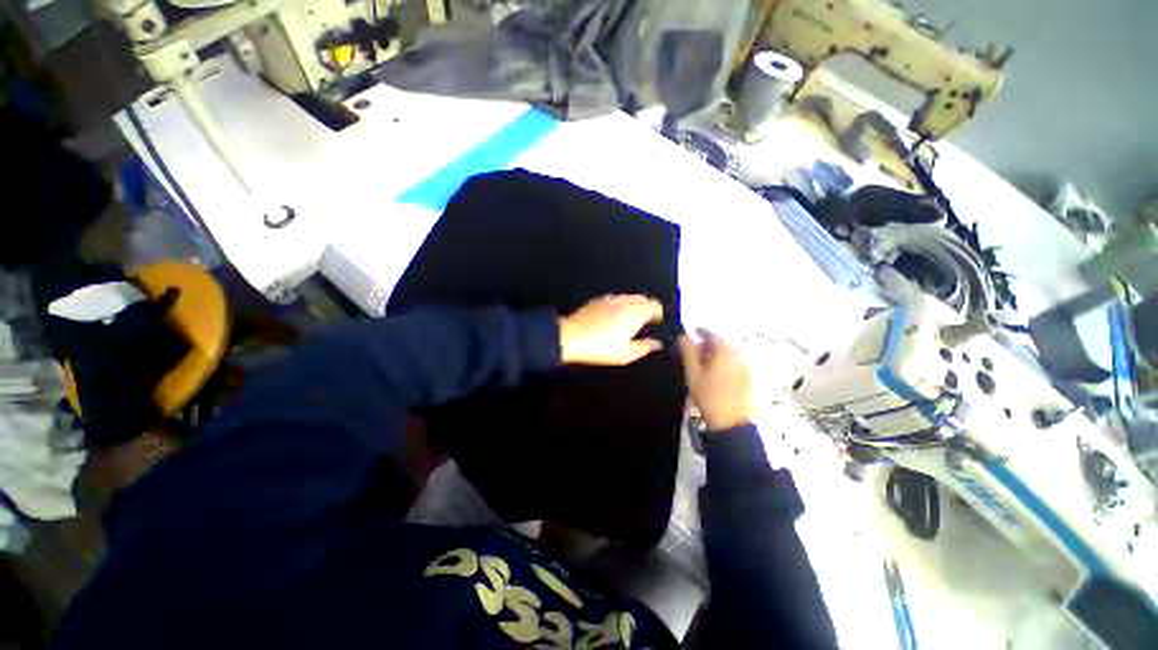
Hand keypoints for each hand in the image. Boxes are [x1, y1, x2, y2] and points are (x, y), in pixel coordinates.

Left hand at [559, 295, 663, 365]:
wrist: (571, 337)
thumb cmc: (601, 347)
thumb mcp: (625, 354)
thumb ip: (644, 347)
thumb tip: (656, 343)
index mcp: (635, 313)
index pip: (654, 305)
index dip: (658, 313)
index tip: (655, 323)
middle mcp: (624, 301)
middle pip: (642, 298)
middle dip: (647, 307)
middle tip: (644, 322)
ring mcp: (609, 299)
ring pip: (628, 297)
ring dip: (633, 305)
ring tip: (628, 320)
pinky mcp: (596, 300)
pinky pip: (614, 299)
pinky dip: (619, 305)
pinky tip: (612, 316)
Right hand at [678, 328, 752, 431]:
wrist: (729, 423)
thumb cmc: (708, 395)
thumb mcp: (692, 372)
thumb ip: (688, 351)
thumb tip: (684, 335)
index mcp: (725, 353)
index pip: (713, 335)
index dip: (702, 332)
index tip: (693, 332)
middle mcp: (738, 357)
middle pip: (722, 345)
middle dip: (708, 345)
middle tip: (694, 354)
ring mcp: (745, 369)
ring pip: (728, 355)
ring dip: (715, 355)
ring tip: (702, 366)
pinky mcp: (747, 380)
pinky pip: (733, 365)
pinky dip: (723, 364)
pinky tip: (713, 375)